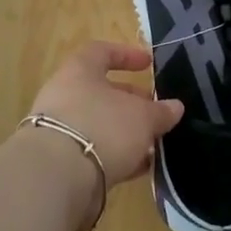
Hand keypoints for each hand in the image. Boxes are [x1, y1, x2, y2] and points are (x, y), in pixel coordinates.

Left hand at [25, 41, 183, 186]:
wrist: (55, 178)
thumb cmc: (102, 128)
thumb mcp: (142, 117)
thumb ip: (160, 112)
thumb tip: (175, 107)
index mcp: (80, 71)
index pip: (101, 52)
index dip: (126, 55)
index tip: (148, 65)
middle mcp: (64, 96)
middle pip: (101, 92)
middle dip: (131, 102)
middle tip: (155, 112)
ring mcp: (58, 130)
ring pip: (98, 124)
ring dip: (125, 132)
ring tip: (153, 144)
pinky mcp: (59, 162)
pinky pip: (92, 152)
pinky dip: (115, 156)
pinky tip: (138, 168)